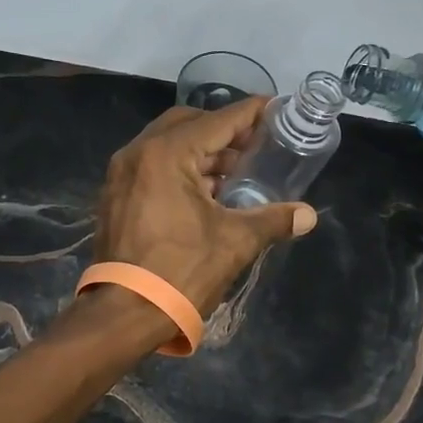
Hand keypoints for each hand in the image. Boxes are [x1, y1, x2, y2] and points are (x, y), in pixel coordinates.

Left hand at [93, 96, 318, 313]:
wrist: (124, 314)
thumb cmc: (181, 271)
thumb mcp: (234, 243)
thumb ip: (272, 220)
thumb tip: (308, 215)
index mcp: (165, 154)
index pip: (217, 121)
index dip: (250, 114)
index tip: (275, 108)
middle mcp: (137, 153)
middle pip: (187, 125)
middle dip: (223, 131)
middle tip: (255, 145)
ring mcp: (120, 175)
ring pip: (167, 146)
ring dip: (201, 153)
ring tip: (236, 173)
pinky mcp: (115, 196)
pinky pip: (152, 167)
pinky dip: (180, 170)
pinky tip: (206, 193)